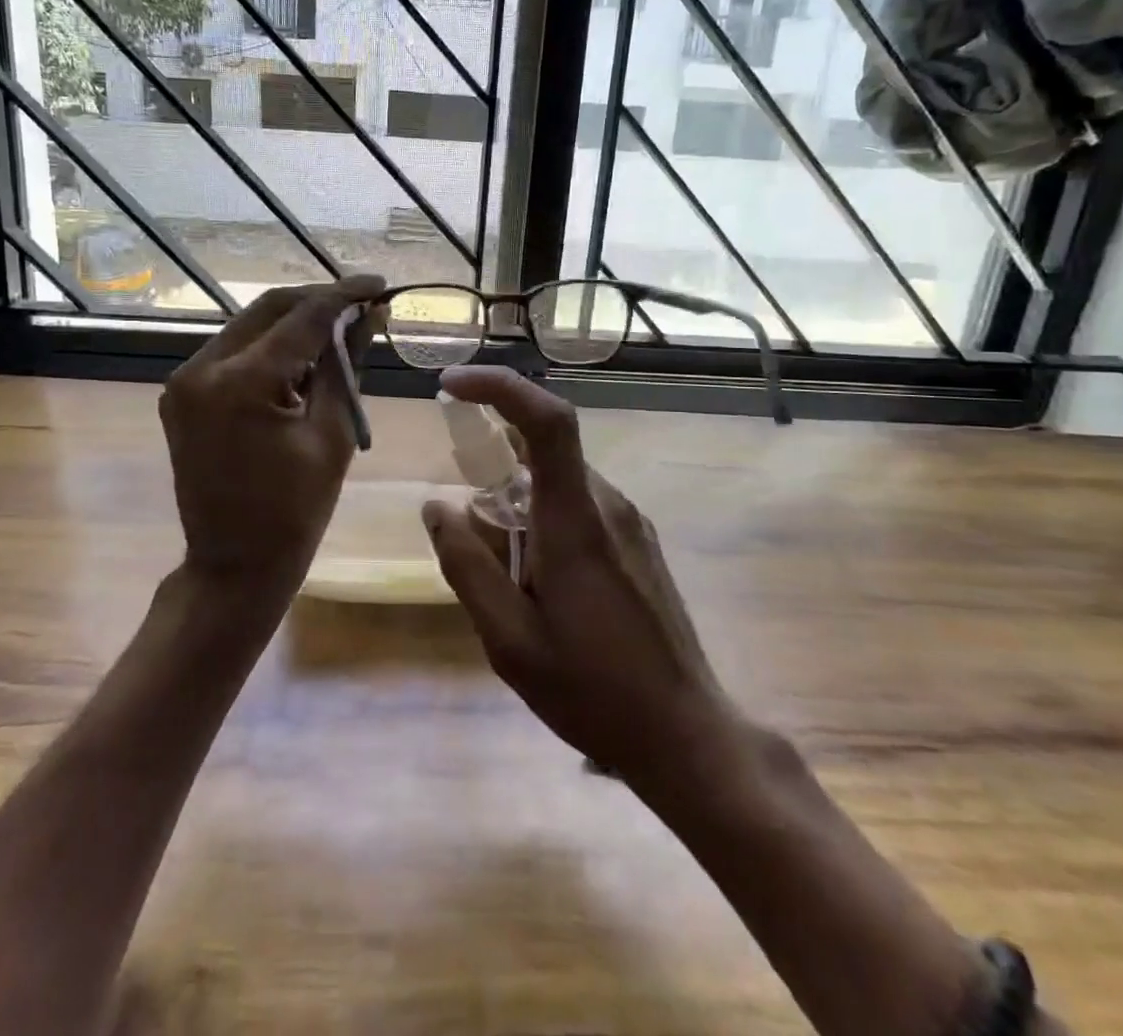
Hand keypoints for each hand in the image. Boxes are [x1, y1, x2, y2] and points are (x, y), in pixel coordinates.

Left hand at [161, 277, 383, 595]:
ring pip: (249, 326)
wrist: (233, 566)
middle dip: (318, 302)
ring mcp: (185, 381)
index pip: (302, 317)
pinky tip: (301, 358)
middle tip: (361, 304)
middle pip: (268, 308)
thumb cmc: (295, 511)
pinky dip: (270, 347)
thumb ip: (346, 365)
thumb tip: (369, 315)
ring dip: (294, 323)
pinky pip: (233, 352)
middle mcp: (201, 368)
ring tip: (339, 331)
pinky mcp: (182, 394)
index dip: (345, 295)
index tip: (380, 284)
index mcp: (240, 382)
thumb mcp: (333, 434)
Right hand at [421, 365, 726, 782]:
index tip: (452, 386)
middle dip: (494, 476)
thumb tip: (436, 506)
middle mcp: (609, 505)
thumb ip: (467, 566)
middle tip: (473, 538)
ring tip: (512, 582)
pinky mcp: (640, 542)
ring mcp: (631, 522)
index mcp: (576, 520)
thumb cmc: (592, 690)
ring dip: (520, 508)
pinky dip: (545, 522)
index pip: (547, 421)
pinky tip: (544, 588)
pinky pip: (580, 507)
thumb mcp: (509, 640)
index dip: (500, 387)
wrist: (686, 735)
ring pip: (558, 484)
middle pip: (541, 454)